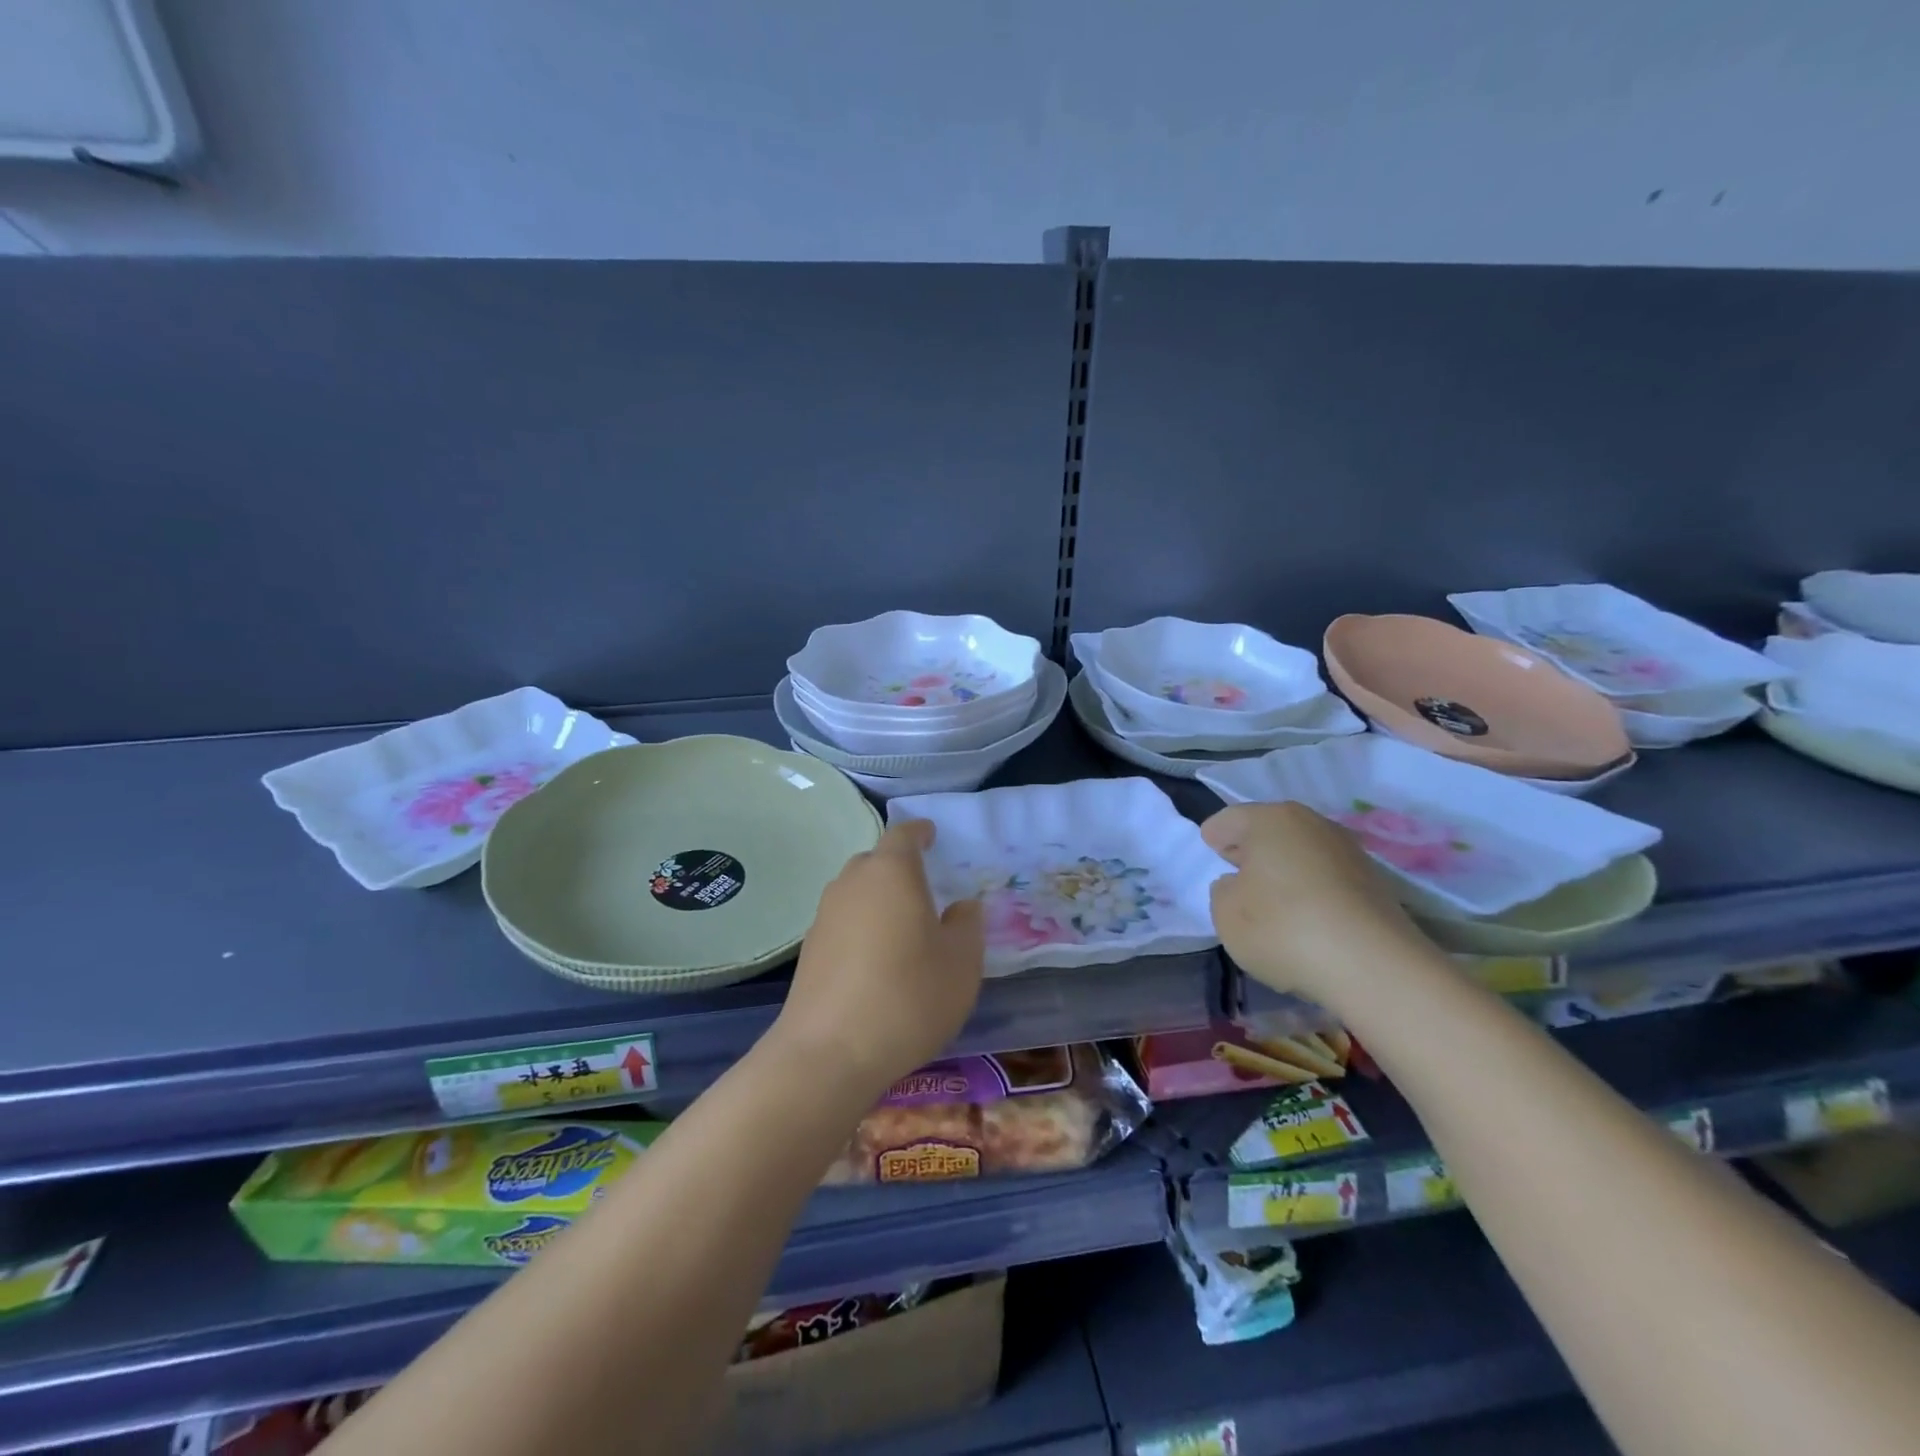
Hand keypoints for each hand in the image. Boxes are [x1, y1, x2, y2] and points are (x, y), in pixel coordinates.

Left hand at [774, 820, 985, 1096]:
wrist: (829, 1053)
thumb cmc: (908, 996)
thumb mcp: (961, 962)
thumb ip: (967, 924)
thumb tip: (961, 906)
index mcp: (891, 872)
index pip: (904, 834)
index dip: (920, 832)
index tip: (932, 835)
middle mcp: (852, 883)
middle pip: (876, 861)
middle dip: (900, 868)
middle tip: (926, 890)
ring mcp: (824, 916)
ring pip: (857, 893)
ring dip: (879, 900)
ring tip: (904, 929)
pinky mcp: (809, 950)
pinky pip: (843, 923)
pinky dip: (862, 929)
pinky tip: (877, 962)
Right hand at [1203, 801, 1435, 1012]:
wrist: (1374, 967)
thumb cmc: (1283, 928)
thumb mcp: (1225, 913)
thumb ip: (1223, 890)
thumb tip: (1241, 884)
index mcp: (1269, 819)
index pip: (1227, 820)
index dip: (1213, 840)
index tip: (1209, 859)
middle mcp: (1311, 823)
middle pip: (1269, 832)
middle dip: (1251, 852)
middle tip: (1236, 878)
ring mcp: (1348, 851)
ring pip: (1301, 854)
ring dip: (1284, 872)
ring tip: (1273, 904)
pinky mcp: (1374, 882)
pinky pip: (1326, 879)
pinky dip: (1311, 892)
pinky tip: (1306, 920)